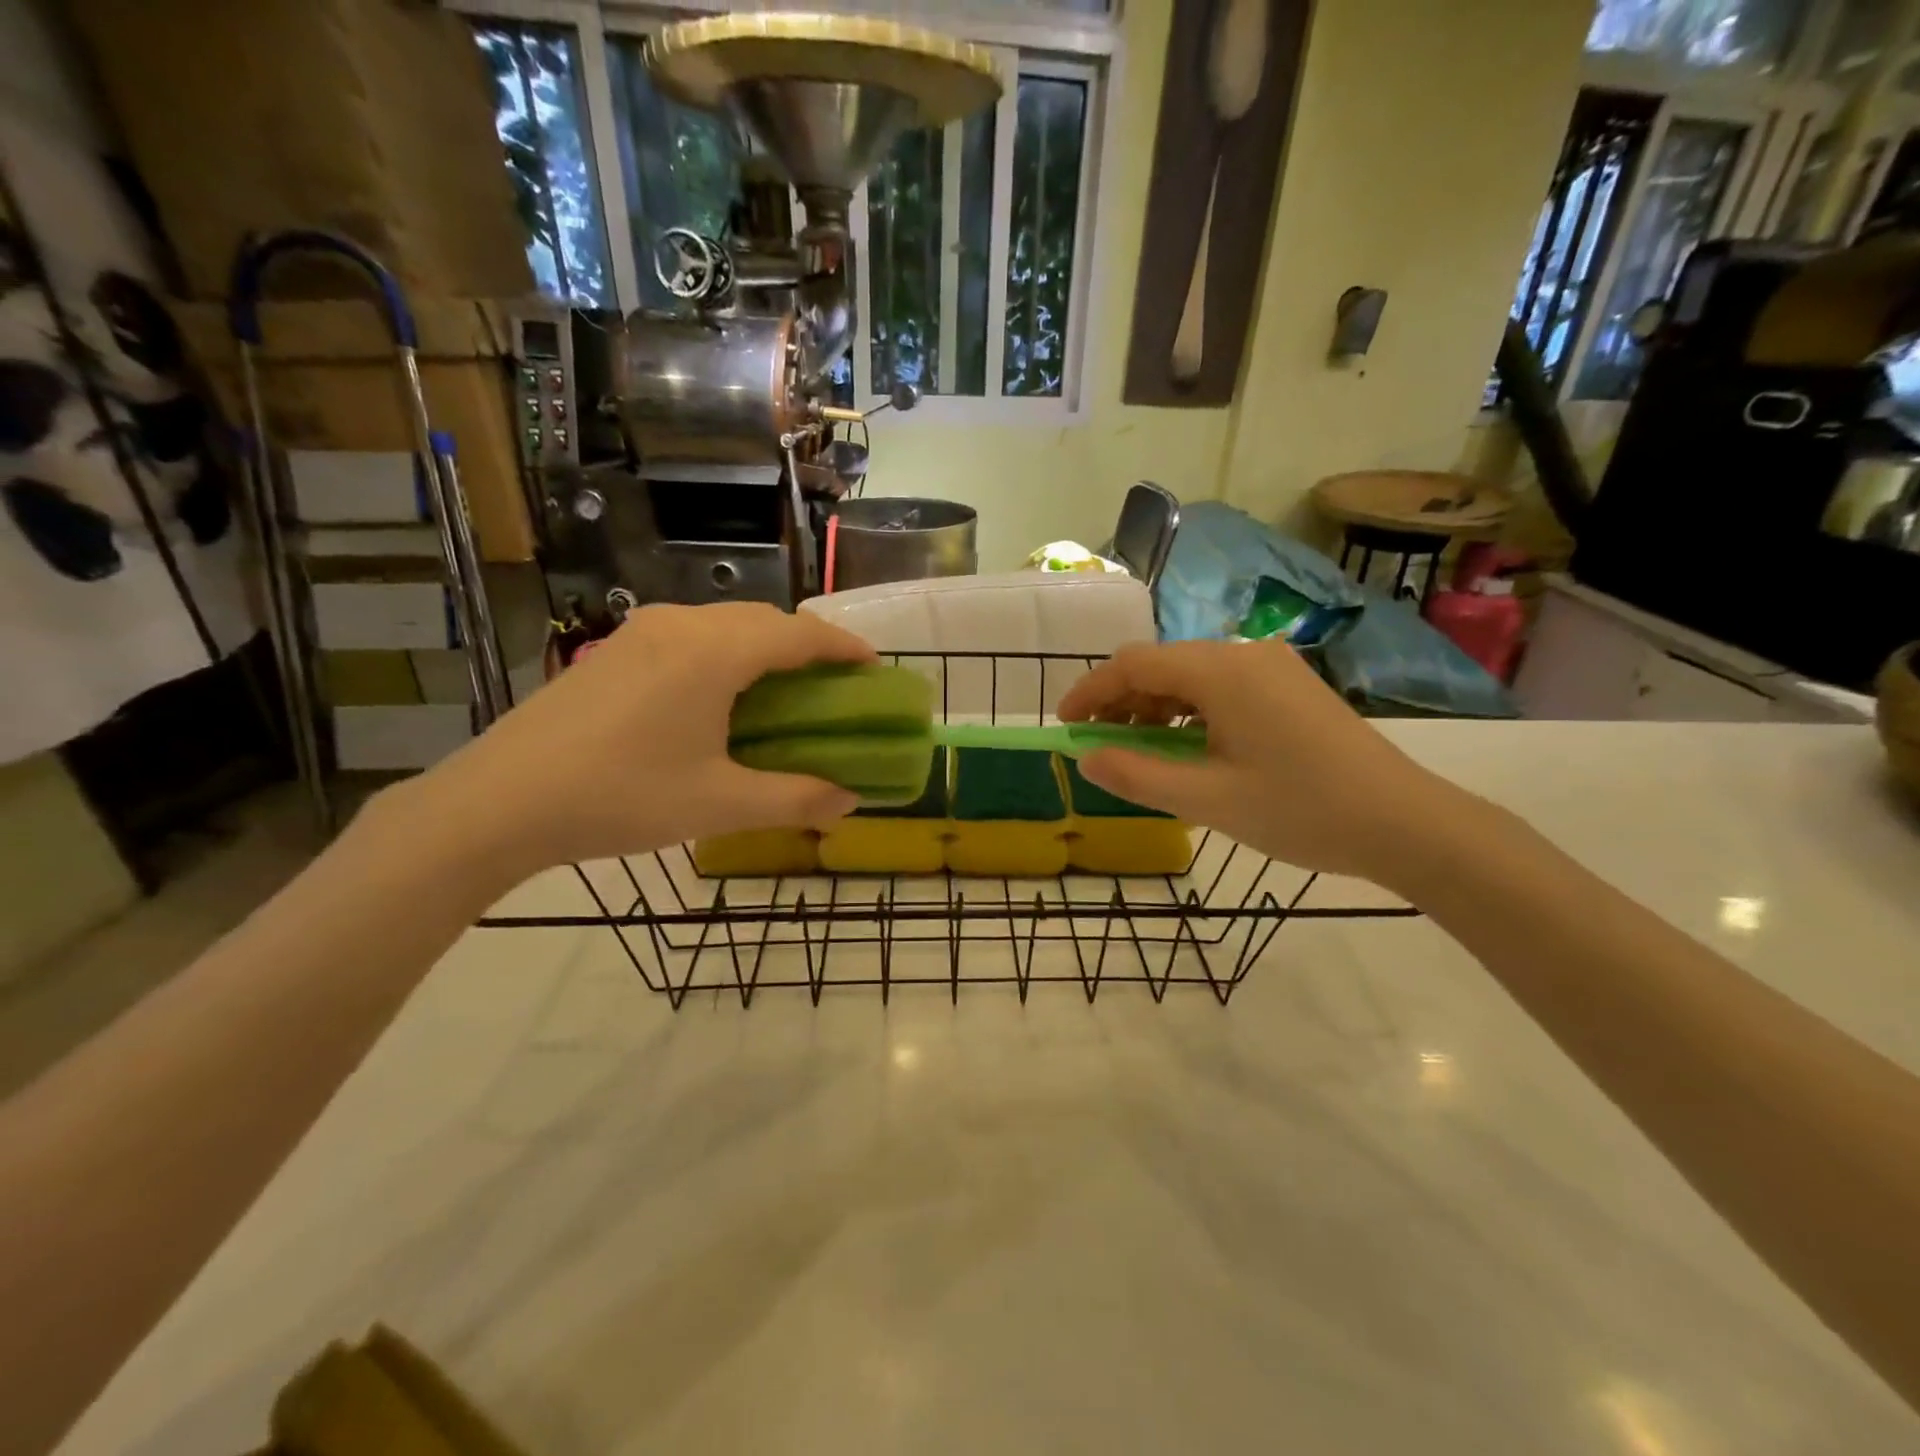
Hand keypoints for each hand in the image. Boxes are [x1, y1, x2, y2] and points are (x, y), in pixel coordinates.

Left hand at [401, 603, 875, 877]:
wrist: (499, 802)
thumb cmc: (621, 797)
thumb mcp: (720, 804)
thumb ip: (796, 799)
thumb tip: (849, 802)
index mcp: (714, 652)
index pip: (800, 634)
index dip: (845, 648)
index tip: (876, 670)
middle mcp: (681, 624)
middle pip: (764, 621)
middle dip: (808, 647)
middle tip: (835, 687)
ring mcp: (641, 631)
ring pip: (726, 624)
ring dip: (765, 648)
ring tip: (785, 691)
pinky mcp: (615, 649)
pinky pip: (692, 635)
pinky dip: (727, 654)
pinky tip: (722, 695)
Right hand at [1057, 639, 1459, 883]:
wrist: (1405, 823)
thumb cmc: (1301, 810)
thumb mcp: (1207, 800)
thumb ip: (1136, 776)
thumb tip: (1085, 760)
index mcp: (1221, 670)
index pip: (1133, 664)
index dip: (1090, 692)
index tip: (1064, 726)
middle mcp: (1244, 653)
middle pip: (1160, 665)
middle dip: (1119, 702)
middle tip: (1097, 747)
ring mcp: (1271, 667)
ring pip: (1189, 676)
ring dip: (1152, 708)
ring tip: (1135, 752)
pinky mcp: (1288, 686)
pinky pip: (1219, 688)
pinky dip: (1187, 712)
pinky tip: (1184, 747)